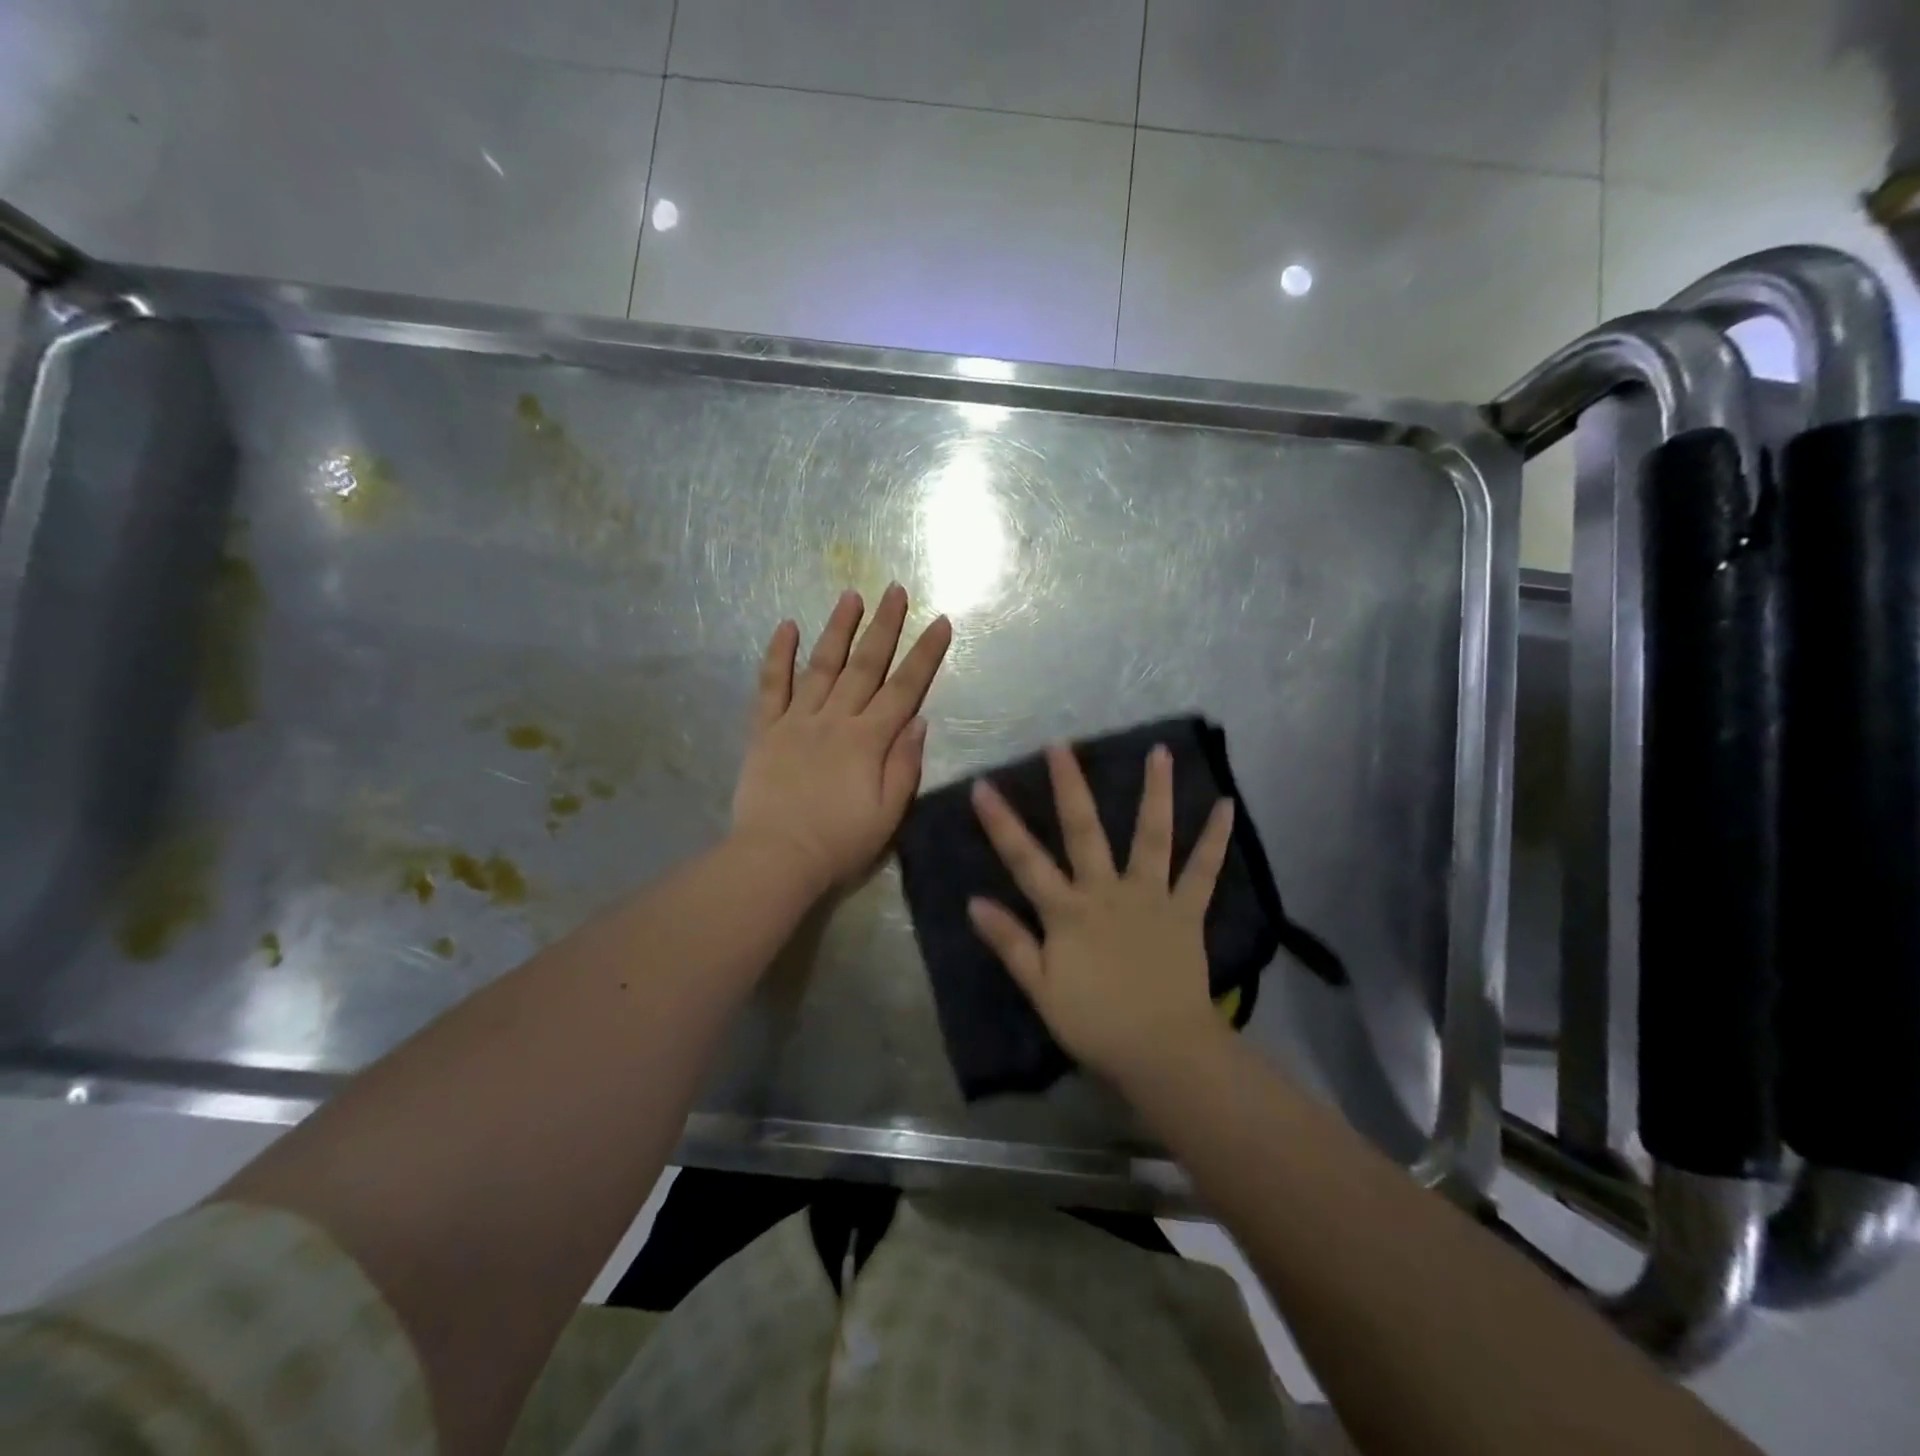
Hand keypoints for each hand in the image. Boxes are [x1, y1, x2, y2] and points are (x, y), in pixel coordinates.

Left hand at [733, 585, 951, 894]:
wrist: (776, 859)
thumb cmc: (840, 843)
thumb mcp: (888, 813)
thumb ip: (905, 764)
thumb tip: (919, 720)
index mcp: (869, 740)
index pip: (904, 688)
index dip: (924, 654)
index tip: (939, 621)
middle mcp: (835, 720)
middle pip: (864, 665)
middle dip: (884, 626)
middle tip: (895, 590)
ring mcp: (796, 721)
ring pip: (820, 665)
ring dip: (837, 629)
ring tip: (850, 596)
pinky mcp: (764, 730)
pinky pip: (770, 686)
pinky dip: (777, 655)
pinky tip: (786, 626)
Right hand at [967, 743, 1236, 1084]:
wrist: (1163, 1052)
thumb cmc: (1096, 1024)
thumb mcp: (1041, 990)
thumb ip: (1010, 943)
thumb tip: (974, 902)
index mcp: (1068, 911)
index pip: (1025, 860)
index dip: (1001, 823)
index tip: (983, 785)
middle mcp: (1108, 891)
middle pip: (1085, 831)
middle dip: (1070, 786)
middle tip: (1061, 744)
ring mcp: (1151, 896)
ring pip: (1152, 837)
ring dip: (1155, 793)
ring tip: (1160, 752)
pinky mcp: (1186, 910)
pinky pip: (1203, 871)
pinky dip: (1215, 839)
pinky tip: (1226, 805)